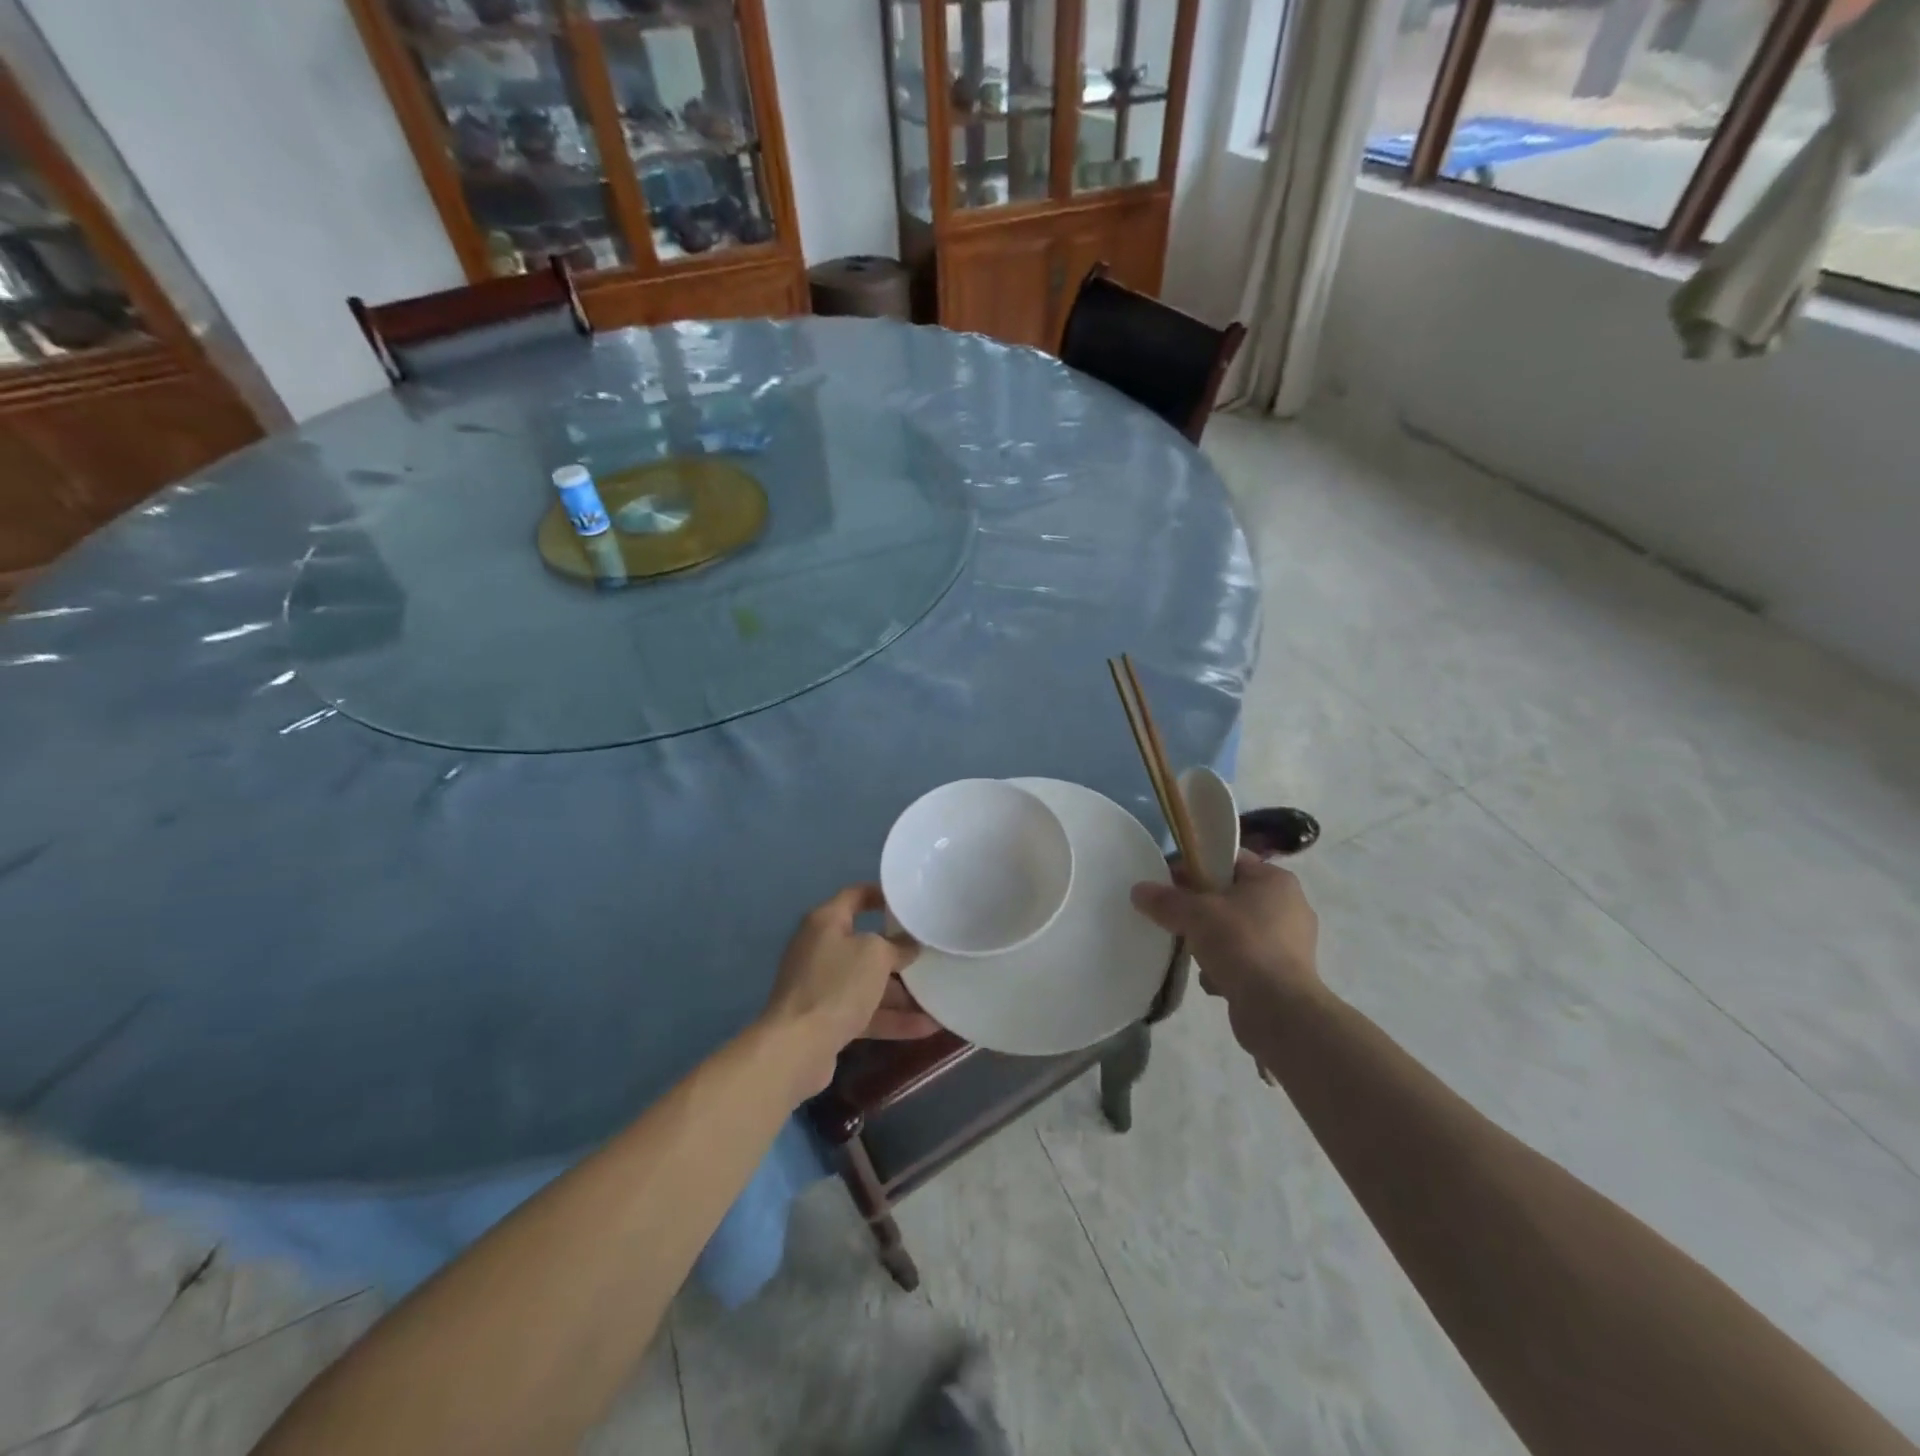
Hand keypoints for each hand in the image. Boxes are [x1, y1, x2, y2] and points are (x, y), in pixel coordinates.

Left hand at [761, 884, 937, 1098]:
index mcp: (826, 922)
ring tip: (939, 995)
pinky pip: (865, 1012)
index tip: (911, 902)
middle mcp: (821, 949)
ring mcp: (822, 986)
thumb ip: (897, 946)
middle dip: (899, 952)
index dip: (883, 895)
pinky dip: (892, 1018)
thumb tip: (909, 946)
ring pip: (868, 983)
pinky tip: (927, 1027)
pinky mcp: (826, 1019)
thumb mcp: (875, 955)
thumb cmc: (836, 985)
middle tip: (932, 952)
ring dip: (901, 992)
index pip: (856, 895)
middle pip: (865, 944)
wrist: (796, 1048)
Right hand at [1131, 850, 1321, 1019]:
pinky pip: (1247, 960)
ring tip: (1192, 953)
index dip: (1196, 866)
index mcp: (1275, 880)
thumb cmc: (1240, 944)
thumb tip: (1138, 890)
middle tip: (1175, 917)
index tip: (1169, 881)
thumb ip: (1165, 900)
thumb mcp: (1194, 914)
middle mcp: (1289, 906)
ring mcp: (1291, 943)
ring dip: (1213, 941)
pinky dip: (1228, 967)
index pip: (1230, 860)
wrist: (1278, 1009)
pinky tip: (1212, 980)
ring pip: (1237, 930)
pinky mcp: (1286, 975)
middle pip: (1232, 896)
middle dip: (1201, 908)